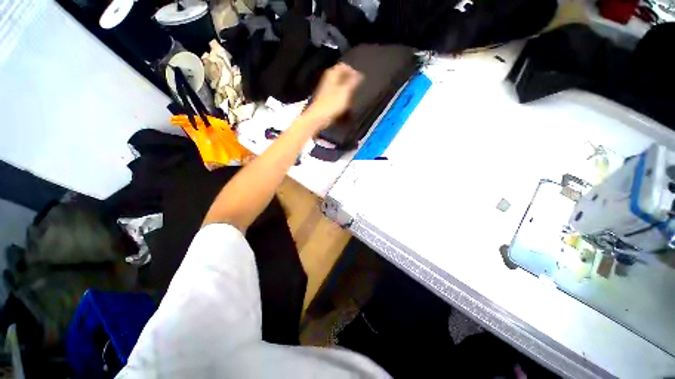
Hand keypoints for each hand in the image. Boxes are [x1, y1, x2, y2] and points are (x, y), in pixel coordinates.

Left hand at [304, 63, 362, 129]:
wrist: (318, 118)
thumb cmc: (332, 104)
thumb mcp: (345, 92)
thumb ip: (353, 82)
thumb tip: (359, 74)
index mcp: (332, 74)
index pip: (343, 66)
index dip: (352, 71)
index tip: (359, 80)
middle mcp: (328, 79)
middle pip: (341, 76)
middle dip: (350, 83)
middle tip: (355, 91)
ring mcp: (326, 90)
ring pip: (339, 86)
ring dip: (346, 92)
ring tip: (351, 99)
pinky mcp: (326, 99)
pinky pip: (336, 96)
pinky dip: (342, 99)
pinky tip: (344, 107)